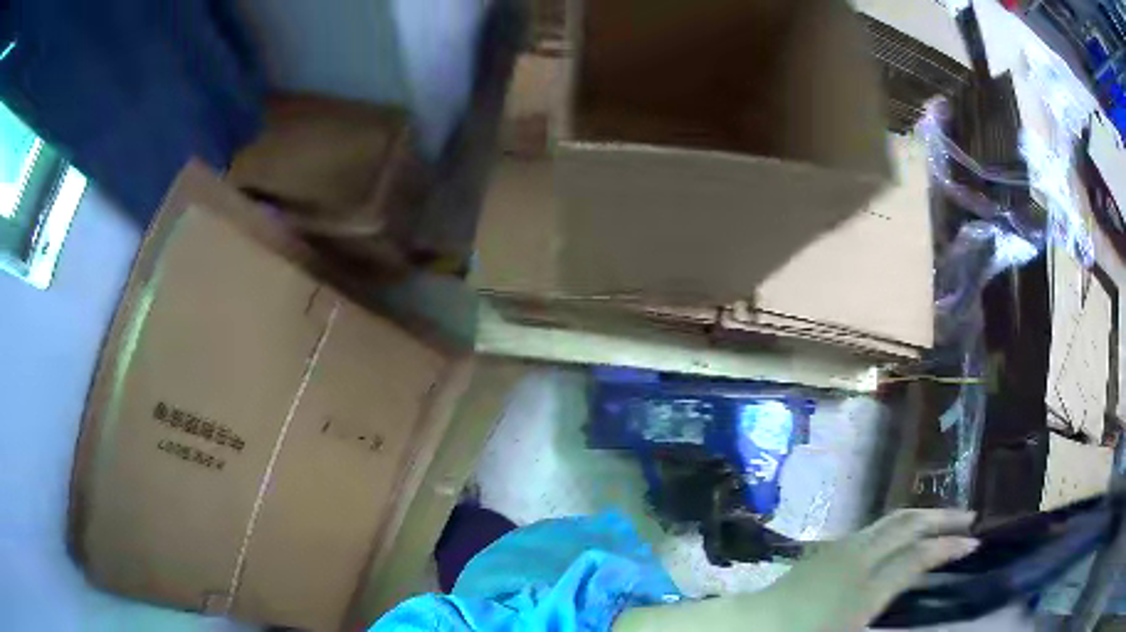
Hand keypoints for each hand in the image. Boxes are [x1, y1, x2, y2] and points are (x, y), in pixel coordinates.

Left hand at [753, 508, 978, 631]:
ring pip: (891, 519)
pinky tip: (905, 535)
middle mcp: (857, 559)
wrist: (746, 626)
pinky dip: (900, 525)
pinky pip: (875, 527)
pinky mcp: (828, 548)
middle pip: (908, 525)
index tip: (975, 543)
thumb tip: (909, 601)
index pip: (918, 558)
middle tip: (969, 518)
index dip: (949, 548)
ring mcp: (841, 548)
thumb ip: (886, 618)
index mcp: (864, 589)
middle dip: (943, 518)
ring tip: (943, 521)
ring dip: (922, 516)